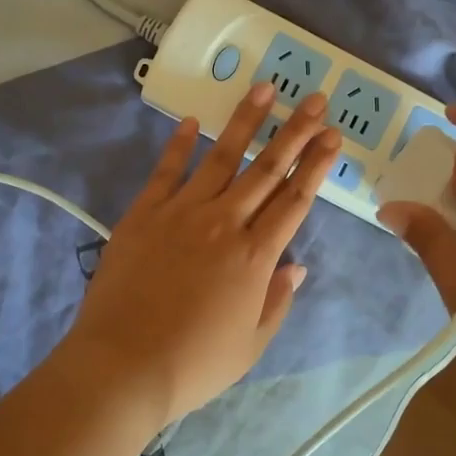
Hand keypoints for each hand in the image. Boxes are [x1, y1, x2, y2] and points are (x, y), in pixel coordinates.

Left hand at [59, 83, 340, 430]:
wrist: (123, 366)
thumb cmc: (194, 363)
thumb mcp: (251, 344)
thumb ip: (277, 301)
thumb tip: (297, 265)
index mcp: (255, 257)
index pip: (295, 200)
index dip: (316, 165)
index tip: (333, 136)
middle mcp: (224, 223)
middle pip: (267, 169)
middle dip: (295, 132)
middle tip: (315, 99)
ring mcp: (182, 213)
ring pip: (222, 158)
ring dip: (246, 122)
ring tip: (265, 89)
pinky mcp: (144, 214)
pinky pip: (166, 171)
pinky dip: (179, 144)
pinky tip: (193, 121)